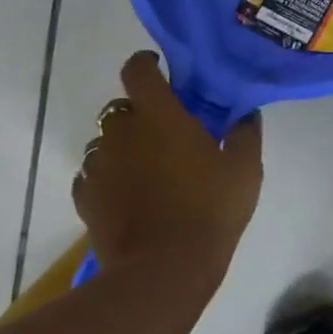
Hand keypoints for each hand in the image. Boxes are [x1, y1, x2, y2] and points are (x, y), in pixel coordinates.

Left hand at [72, 51, 263, 274]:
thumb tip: (245, 115)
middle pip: (121, 108)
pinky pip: (93, 176)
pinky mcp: (86, 199)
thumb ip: (245, 135)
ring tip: (149, 167)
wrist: (164, 269)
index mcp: (160, 116)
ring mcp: (99, 167)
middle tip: (167, 130)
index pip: (138, 71)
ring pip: (105, 142)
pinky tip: (129, 194)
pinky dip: (109, 177)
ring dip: (124, 146)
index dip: (146, 64)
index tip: (160, 69)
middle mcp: (122, 133)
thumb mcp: (246, 170)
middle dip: (141, 113)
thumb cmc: (210, 209)